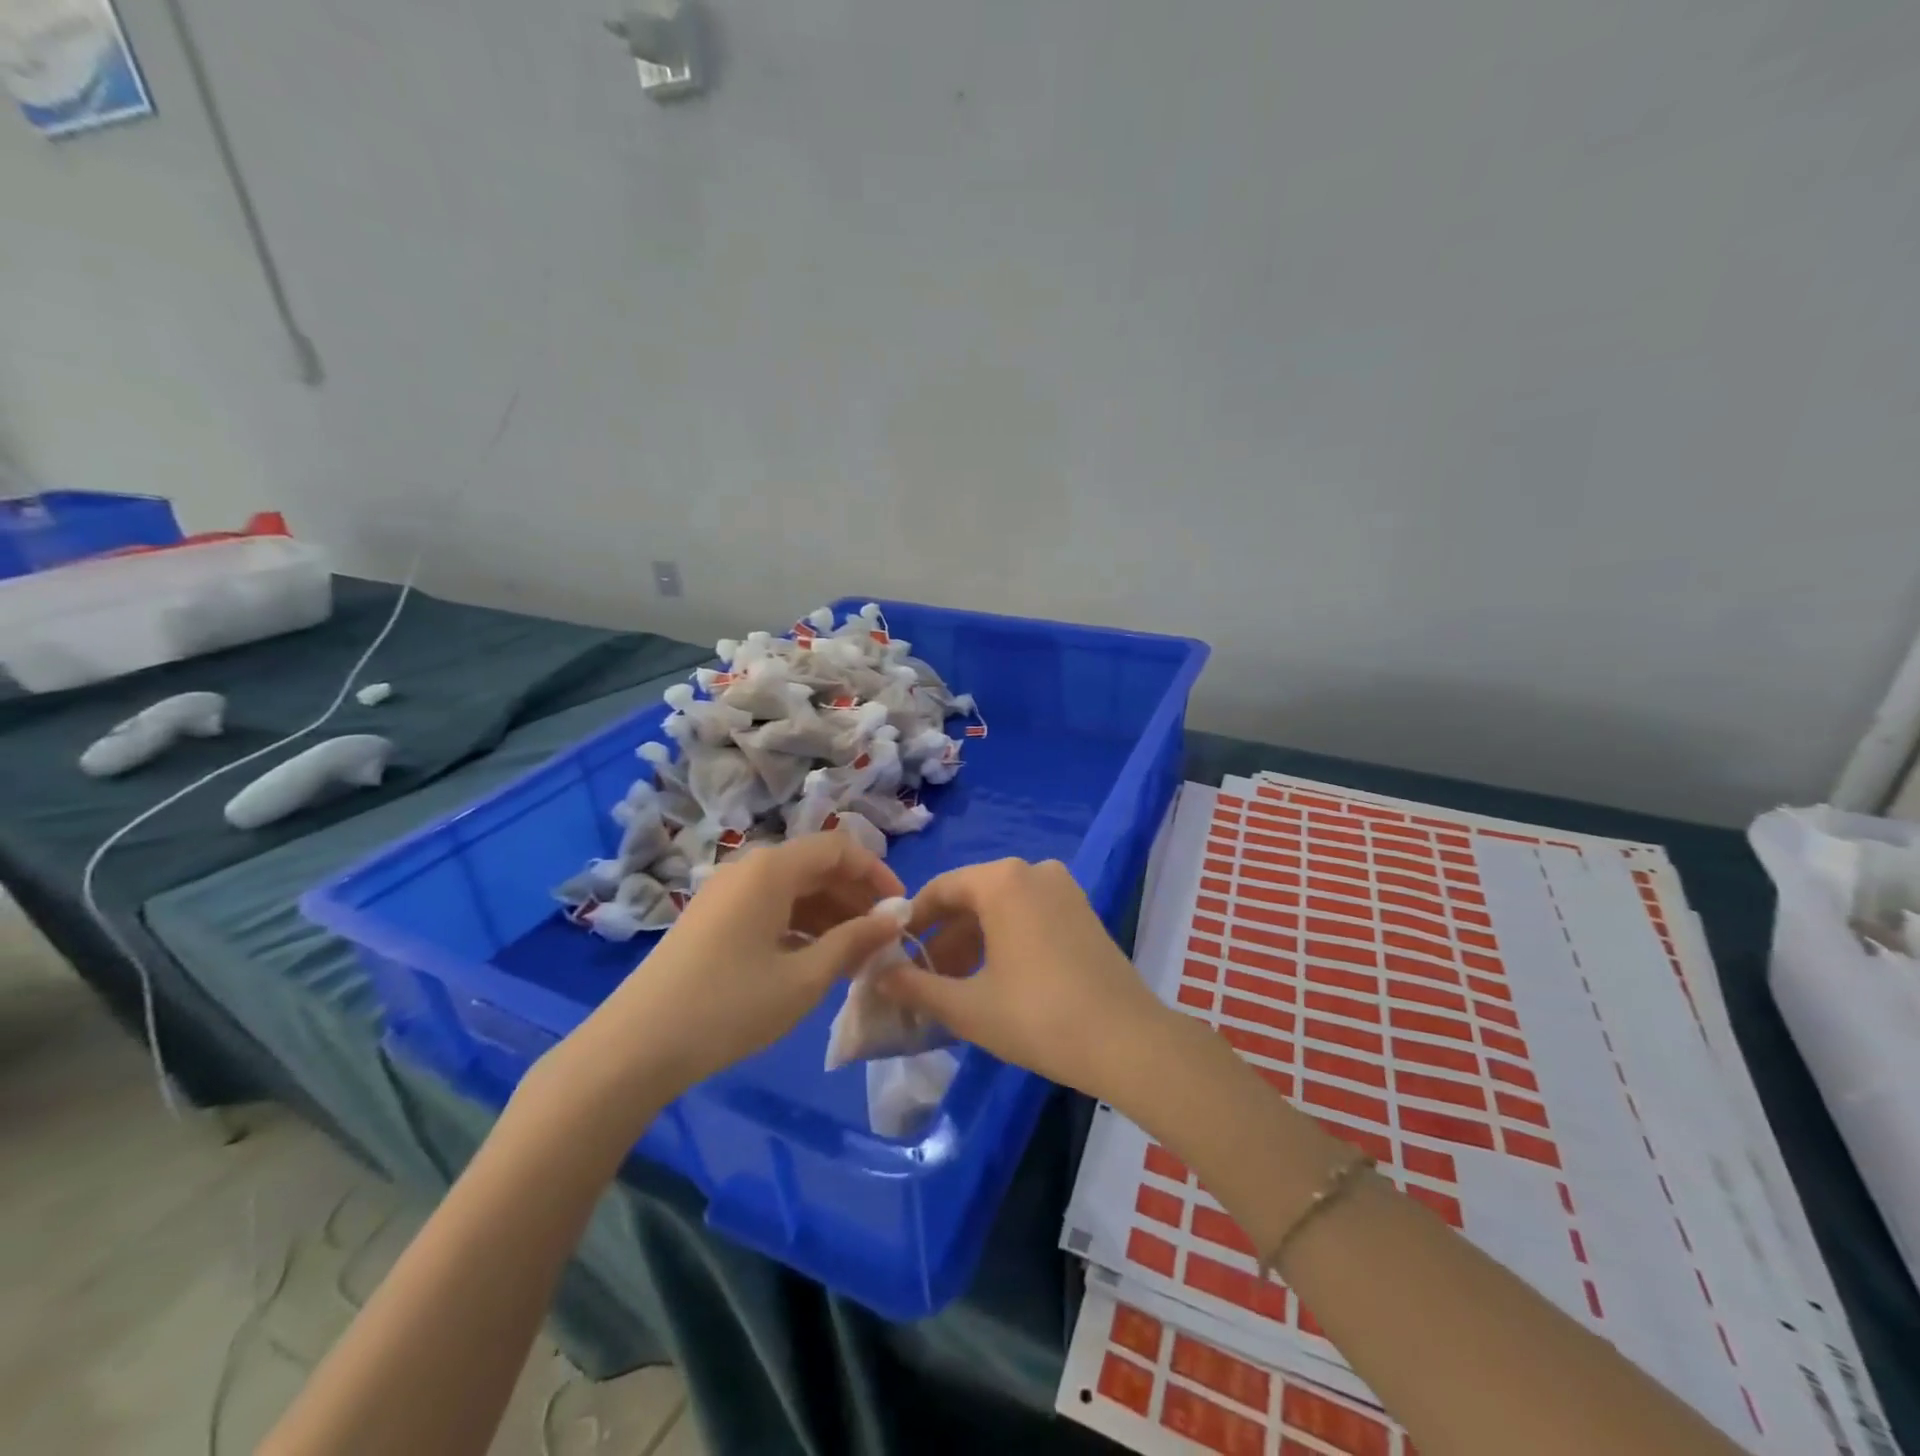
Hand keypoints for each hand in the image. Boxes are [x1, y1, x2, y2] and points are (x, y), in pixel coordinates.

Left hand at [541, 833, 905, 1118]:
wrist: (636, 1047)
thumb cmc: (730, 1006)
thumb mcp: (804, 977)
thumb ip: (856, 940)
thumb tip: (897, 917)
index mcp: (772, 869)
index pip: (840, 848)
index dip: (877, 874)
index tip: (901, 910)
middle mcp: (748, 868)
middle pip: (816, 866)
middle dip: (855, 898)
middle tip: (881, 940)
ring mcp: (726, 892)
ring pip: (793, 889)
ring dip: (829, 914)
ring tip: (854, 957)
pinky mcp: (712, 917)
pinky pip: (769, 906)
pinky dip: (799, 925)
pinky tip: (813, 961)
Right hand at [880, 858, 1169, 1100]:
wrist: (1127, 1041)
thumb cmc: (1038, 1017)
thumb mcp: (967, 1007)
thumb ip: (916, 987)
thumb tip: (878, 976)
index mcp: (1002, 881)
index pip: (940, 889)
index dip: (911, 922)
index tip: (892, 954)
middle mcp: (1033, 871)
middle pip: (972, 898)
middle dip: (943, 939)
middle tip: (922, 980)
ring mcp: (1063, 889)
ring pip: (1001, 909)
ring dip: (972, 943)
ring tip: (953, 987)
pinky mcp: (1082, 911)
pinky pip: (1028, 915)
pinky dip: (1004, 941)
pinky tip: (993, 980)